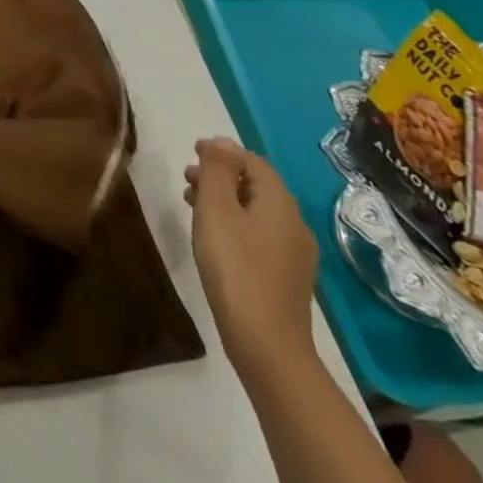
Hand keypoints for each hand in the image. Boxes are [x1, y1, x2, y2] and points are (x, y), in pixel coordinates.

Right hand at [183, 138, 318, 381]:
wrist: (265, 341)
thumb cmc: (235, 266)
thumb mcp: (216, 210)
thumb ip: (217, 171)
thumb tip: (221, 141)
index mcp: (279, 203)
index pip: (254, 162)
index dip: (223, 152)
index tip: (192, 152)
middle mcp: (294, 223)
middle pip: (257, 186)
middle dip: (222, 175)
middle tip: (187, 177)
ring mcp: (294, 253)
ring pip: (257, 211)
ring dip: (226, 199)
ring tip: (193, 204)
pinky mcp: (286, 276)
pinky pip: (260, 233)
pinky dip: (235, 222)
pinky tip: (215, 237)